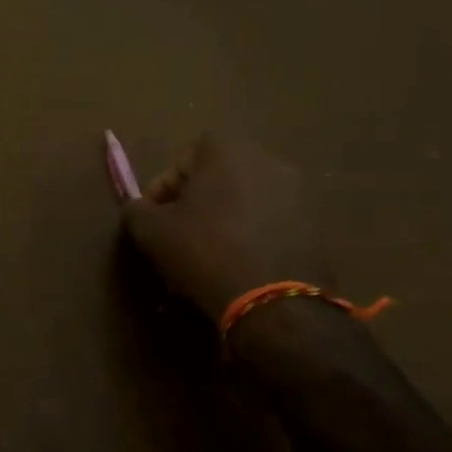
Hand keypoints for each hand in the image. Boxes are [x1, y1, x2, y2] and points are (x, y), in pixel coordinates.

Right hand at [121, 133, 332, 323]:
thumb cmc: (205, 252)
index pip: (181, 161)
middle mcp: (266, 160)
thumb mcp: (152, 231)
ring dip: (222, 219)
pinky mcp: (314, 224)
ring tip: (205, 254)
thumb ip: (136, 210)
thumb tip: (137, 208)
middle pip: (216, 178)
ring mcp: (297, 191)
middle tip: (176, 235)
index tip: (150, 219)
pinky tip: (236, 264)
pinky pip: (268, 222)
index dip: (160, 190)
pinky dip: (250, 235)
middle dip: (193, 203)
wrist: (275, 302)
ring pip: (243, 200)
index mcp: (226, 150)